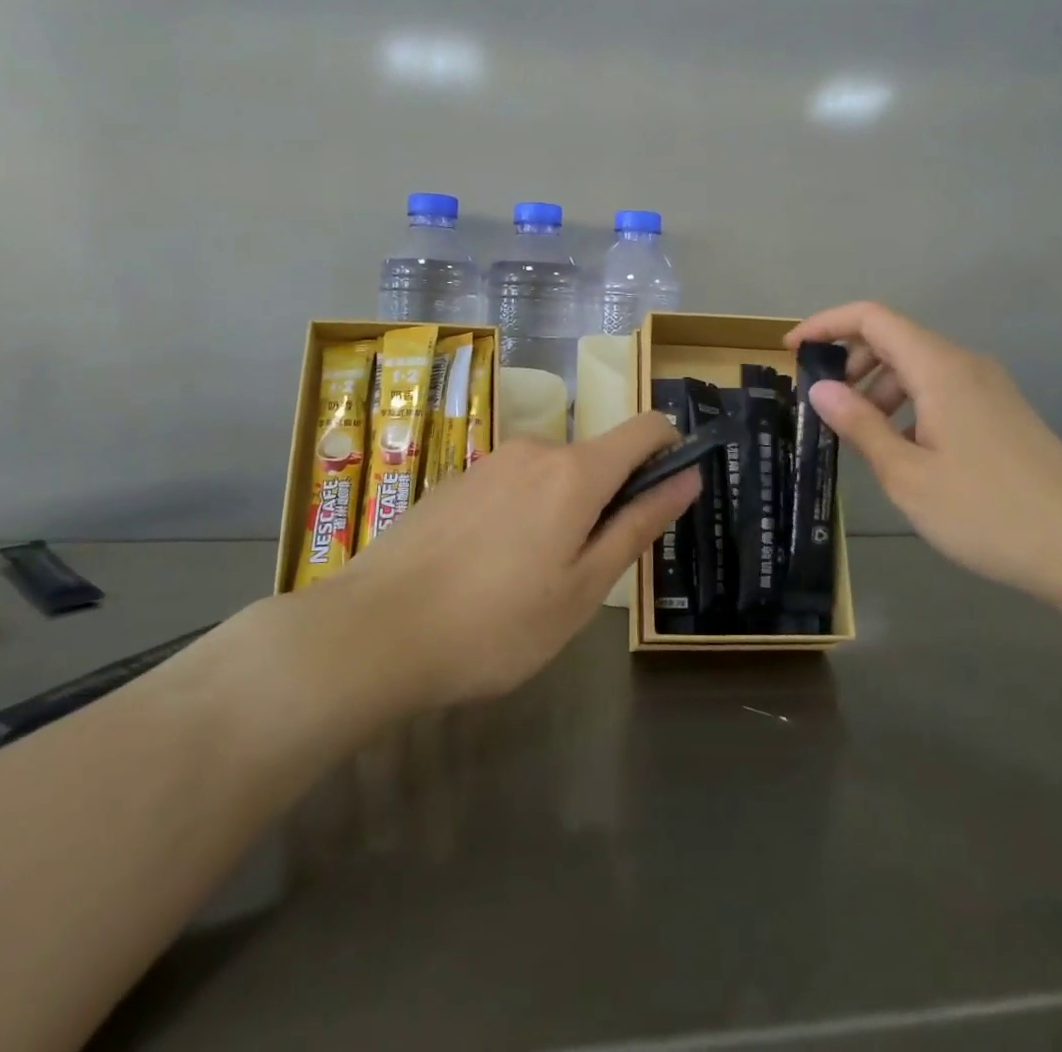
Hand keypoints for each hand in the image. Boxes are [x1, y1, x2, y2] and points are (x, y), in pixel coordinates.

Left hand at [332, 412, 698, 705]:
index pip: (645, 428)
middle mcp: (535, 449)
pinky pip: (511, 487)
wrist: (372, 632)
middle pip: (597, 459)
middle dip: (607, 502)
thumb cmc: (496, 623)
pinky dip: (521, 516)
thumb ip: (639, 525)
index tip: (667, 496)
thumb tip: (689, 478)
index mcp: (576, 471)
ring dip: (561, 513)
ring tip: (529, 582)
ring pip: (551, 477)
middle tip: (583, 575)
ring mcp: (489, 462)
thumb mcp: (583, 588)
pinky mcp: (455, 481)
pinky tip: (486, 571)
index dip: (669, 450)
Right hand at [787, 302, 1061, 605]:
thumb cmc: (987, 512)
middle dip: (849, 362)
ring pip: (917, 367)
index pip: (872, 318)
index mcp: (940, 369)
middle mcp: (965, 366)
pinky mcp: (1001, 414)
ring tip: (858, 435)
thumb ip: (860, 425)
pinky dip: (907, 405)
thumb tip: (820, 389)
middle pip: (894, 339)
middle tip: (822, 406)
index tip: (791, 351)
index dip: (826, 324)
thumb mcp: (907, 474)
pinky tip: (902, 450)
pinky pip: (940, 391)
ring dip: (877, 388)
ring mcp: (989, 389)